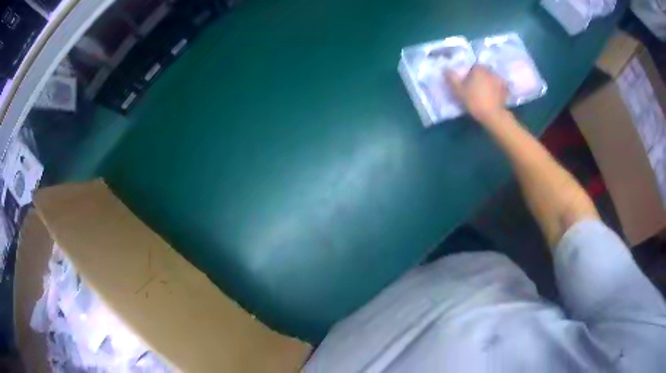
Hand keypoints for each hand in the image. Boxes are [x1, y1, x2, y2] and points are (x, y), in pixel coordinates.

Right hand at [447, 65, 508, 124]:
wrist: (493, 115)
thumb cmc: (474, 101)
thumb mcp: (458, 90)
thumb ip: (452, 78)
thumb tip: (445, 68)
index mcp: (478, 68)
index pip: (473, 67)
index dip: (470, 74)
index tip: (468, 83)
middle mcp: (490, 71)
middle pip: (483, 72)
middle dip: (480, 77)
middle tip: (476, 88)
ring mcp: (499, 80)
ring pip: (492, 78)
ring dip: (489, 83)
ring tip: (486, 93)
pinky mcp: (506, 90)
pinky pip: (500, 87)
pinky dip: (497, 90)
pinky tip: (494, 97)